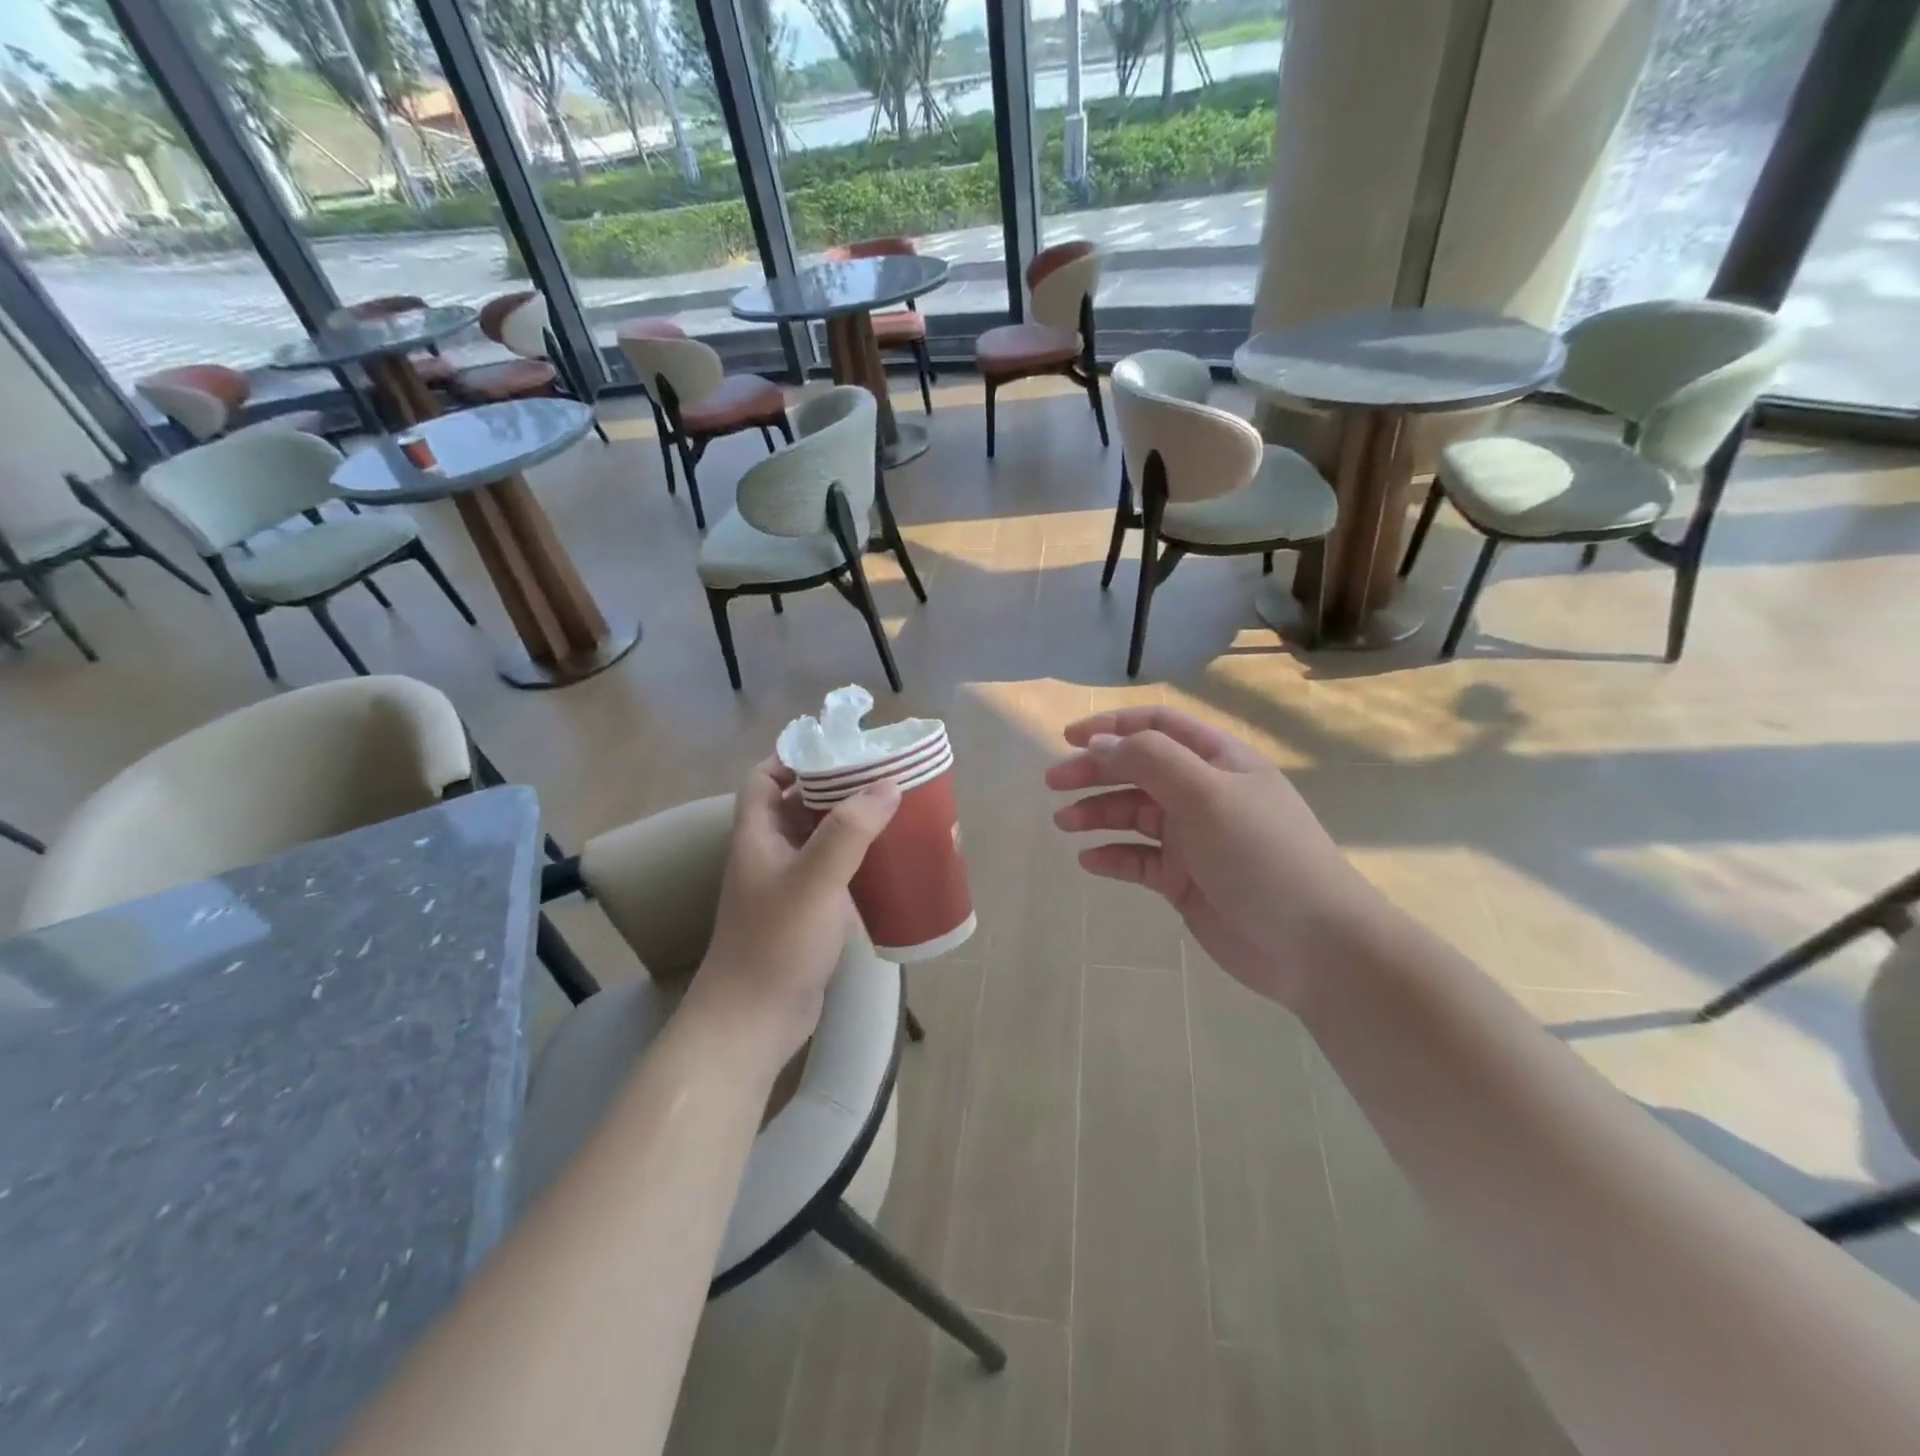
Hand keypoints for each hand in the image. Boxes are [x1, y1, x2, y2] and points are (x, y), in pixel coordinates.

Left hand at [694, 758, 899, 1060]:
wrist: (754, 1020)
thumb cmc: (776, 942)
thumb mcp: (814, 879)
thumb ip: (849, 831)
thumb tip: (888, 785)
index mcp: (758, 834)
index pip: (764, 778)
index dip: (793, 757)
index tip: (839, 748)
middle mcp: (771, 854)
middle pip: (800, 805)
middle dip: (838, 788)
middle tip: (883, 777)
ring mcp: (789, 887)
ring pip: (822, 840)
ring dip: (853, 825)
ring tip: (896, 812)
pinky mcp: (809, 915)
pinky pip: (836, 873)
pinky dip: (860, 862)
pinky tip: (892, 863)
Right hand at [1046, 707, 1382, 1008]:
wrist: (1313, 944)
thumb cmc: (1261, 854)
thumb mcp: (1205, 794)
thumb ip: (1149, 761)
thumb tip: (1098, 744)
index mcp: (1219, 761)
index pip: (1158, 726)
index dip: (1113, 727)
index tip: (1069, 739)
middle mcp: (1205, 794)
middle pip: (1139, 770)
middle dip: (1095, 771)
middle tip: (1053, 783)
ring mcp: (1195, 840)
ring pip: (1134, 815)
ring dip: (1097, 813)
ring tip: (1063, 823)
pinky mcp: (1185, 881)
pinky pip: (1139, 860)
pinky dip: (1113, 856)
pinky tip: (1089, 861)